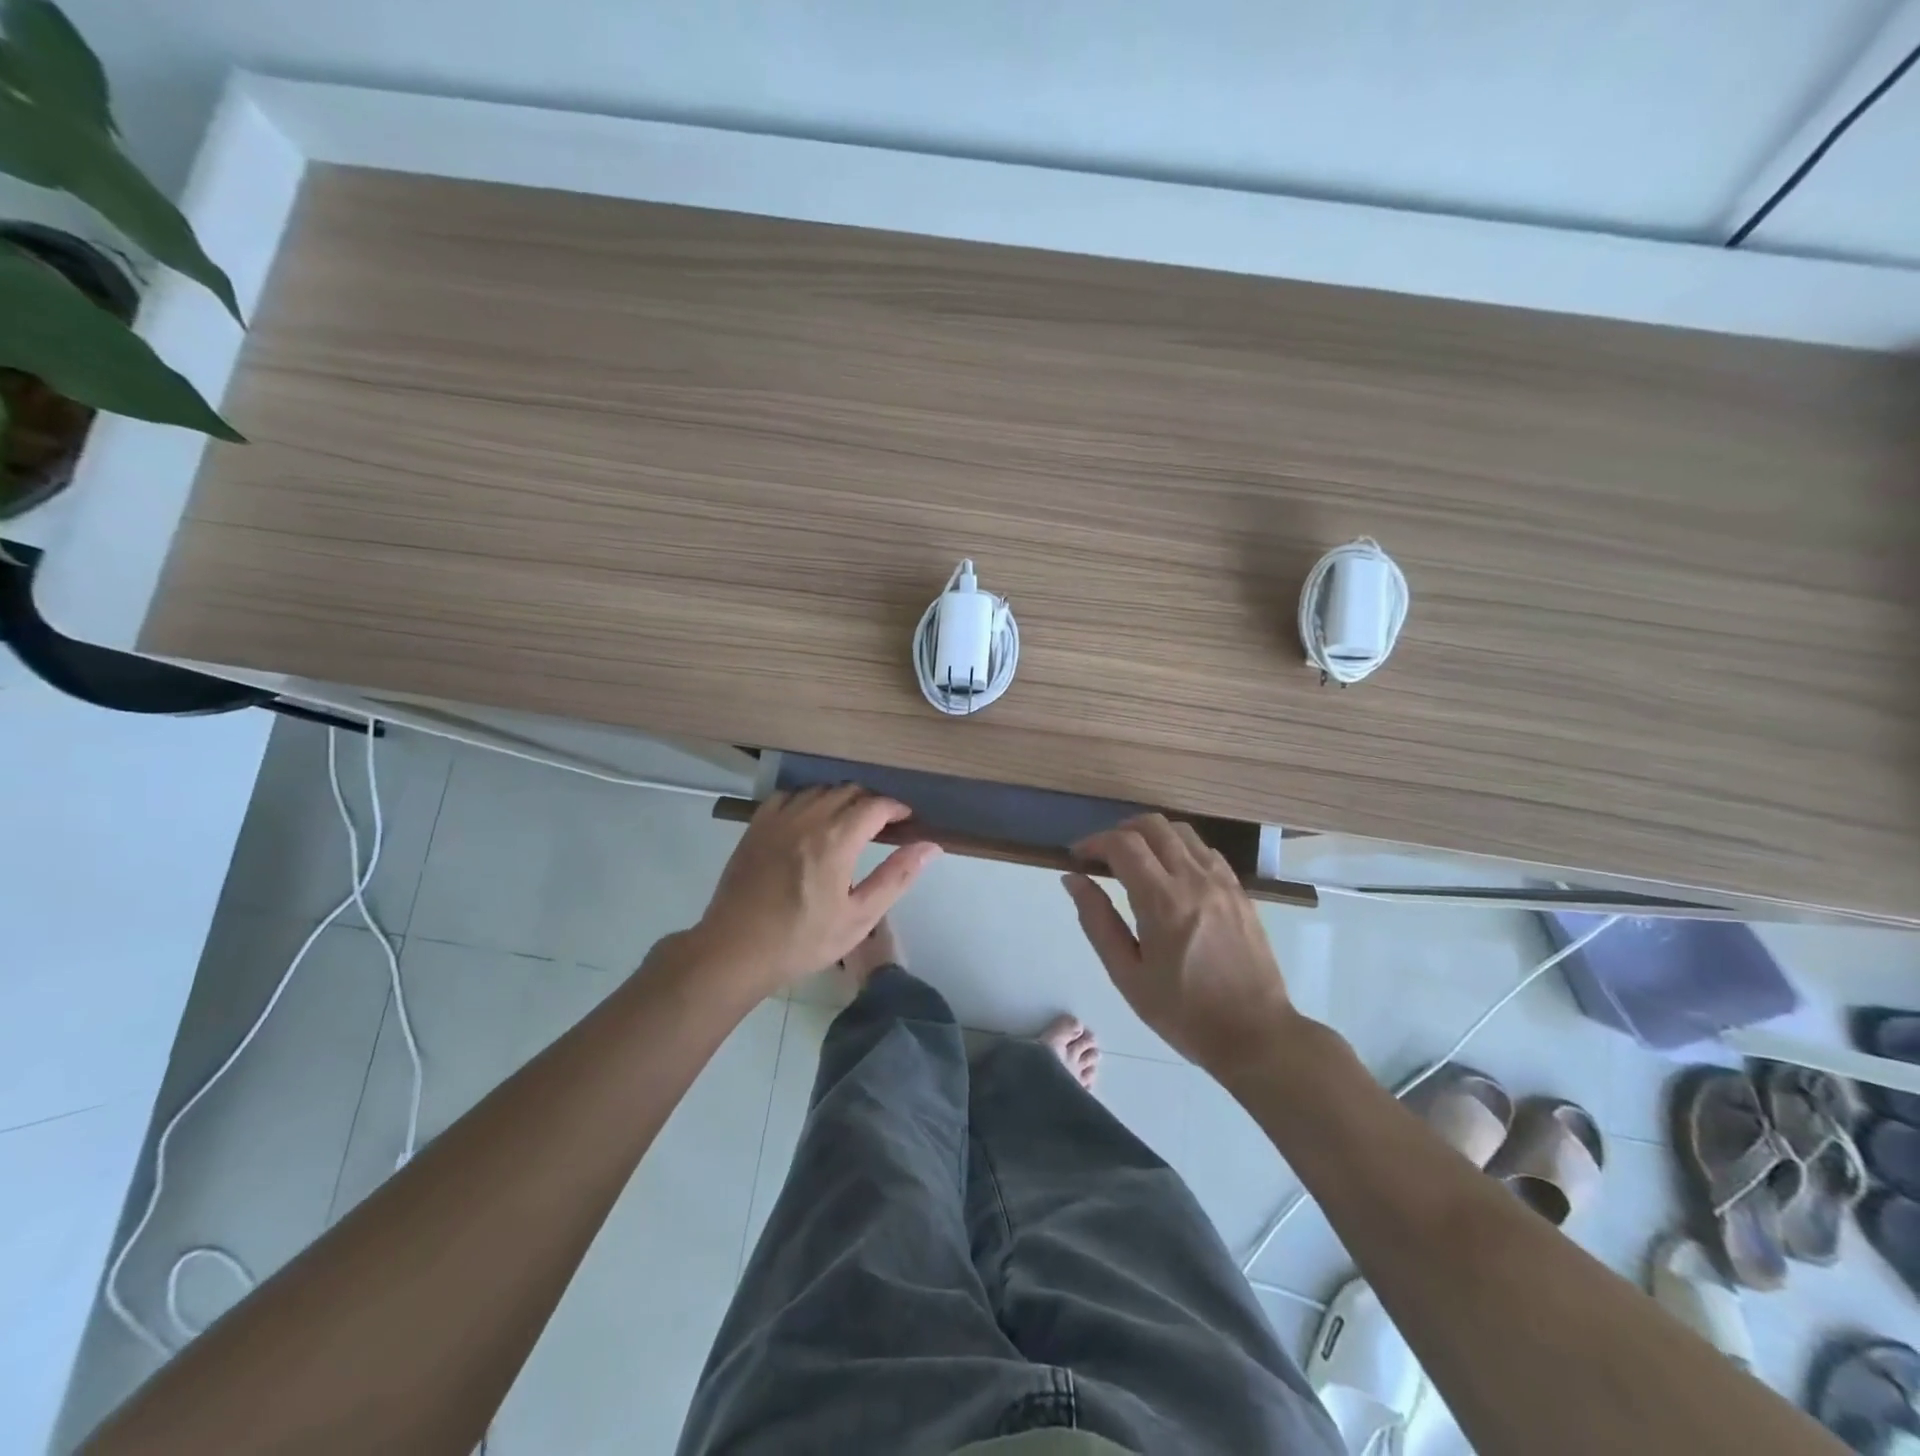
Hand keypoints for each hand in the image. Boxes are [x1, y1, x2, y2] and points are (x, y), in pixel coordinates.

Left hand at [689, 786, 940, 996]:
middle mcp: (808, 818)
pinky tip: (810, 821)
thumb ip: (896, 876)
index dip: (897, 809)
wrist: (736, 950)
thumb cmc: (802, 940)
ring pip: (819, 790)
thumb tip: (929, 846)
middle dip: (871, 803)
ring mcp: (778, 819)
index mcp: (837, 840)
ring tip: (848, 824)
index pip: (876, 805)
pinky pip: (789, 796)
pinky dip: (807, 800)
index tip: (907, 821)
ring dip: (841, 799)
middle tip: (882, 827)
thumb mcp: (859, 917)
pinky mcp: (756, 826)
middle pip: (849, 791)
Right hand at [1063, 814, 1295, 1074]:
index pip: (1123, 844)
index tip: (1078, 858)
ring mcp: (1222, 882)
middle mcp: (1194, 879)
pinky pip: (1205, 850)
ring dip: (1151, 835)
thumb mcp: (1128, 976)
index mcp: (1163, 901)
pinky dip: (1180, 848)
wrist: (1255, 1035)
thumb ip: (1097, 921)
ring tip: (1135, 860)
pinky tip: (1171, 874)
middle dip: (1120, 831)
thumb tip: (1074, 880)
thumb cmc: (1183, 1013)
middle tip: (1103, 856)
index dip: (1094, 842)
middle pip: (1152, 825)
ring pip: (1181, 831)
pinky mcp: (1240, 891)